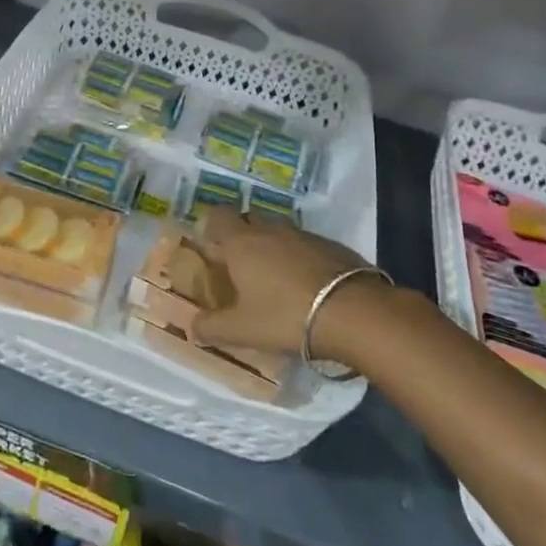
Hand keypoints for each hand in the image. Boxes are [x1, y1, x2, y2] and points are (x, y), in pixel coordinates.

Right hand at [190, 210, 381, 361]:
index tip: (213, 251)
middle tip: (241, 268)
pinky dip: (299, 258)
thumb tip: (192, 327)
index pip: (218, 215)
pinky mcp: (330, 244)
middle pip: (247, 220)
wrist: (352, 312)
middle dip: (241, 237)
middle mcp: (269, 230)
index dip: (212, 228)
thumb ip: (211, 328)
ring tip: (275, 279)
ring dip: (272, 248)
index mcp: (241, 242)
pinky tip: (306, 285)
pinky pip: (304, 244)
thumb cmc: (285, 316)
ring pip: (277, 232)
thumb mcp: (242, 330)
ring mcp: (302, 234)